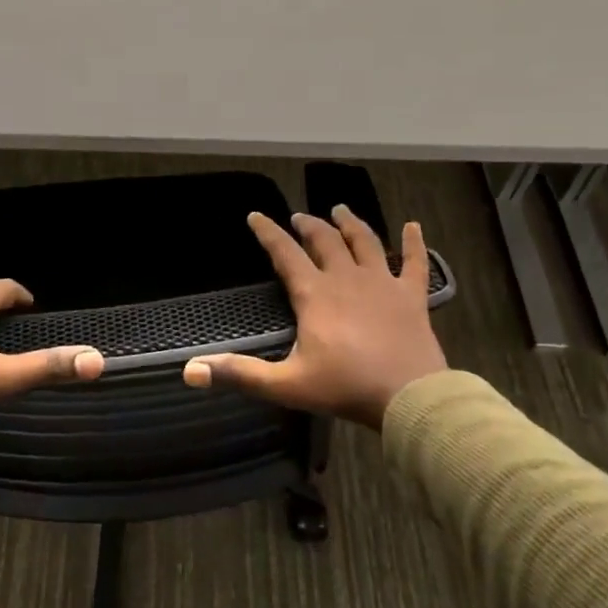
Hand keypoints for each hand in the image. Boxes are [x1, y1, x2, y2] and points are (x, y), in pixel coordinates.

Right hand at [183, 207, 446, 428]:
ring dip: (350, 223)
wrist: (410, 397)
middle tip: (299, 217)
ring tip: (340, 210)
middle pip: (325, 241)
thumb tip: (191, 371)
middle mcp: (346, 278)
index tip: (255, 216)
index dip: (268, 233)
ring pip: (365, 242)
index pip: (285, 253)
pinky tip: (414, 226)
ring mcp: (383, 283)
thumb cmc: (345, 388)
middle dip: (308, 225)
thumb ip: (240, 374)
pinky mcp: (412, 296)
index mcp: (314, 294)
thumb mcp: (286, 385)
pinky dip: (415, 242)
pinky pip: (416, 262)